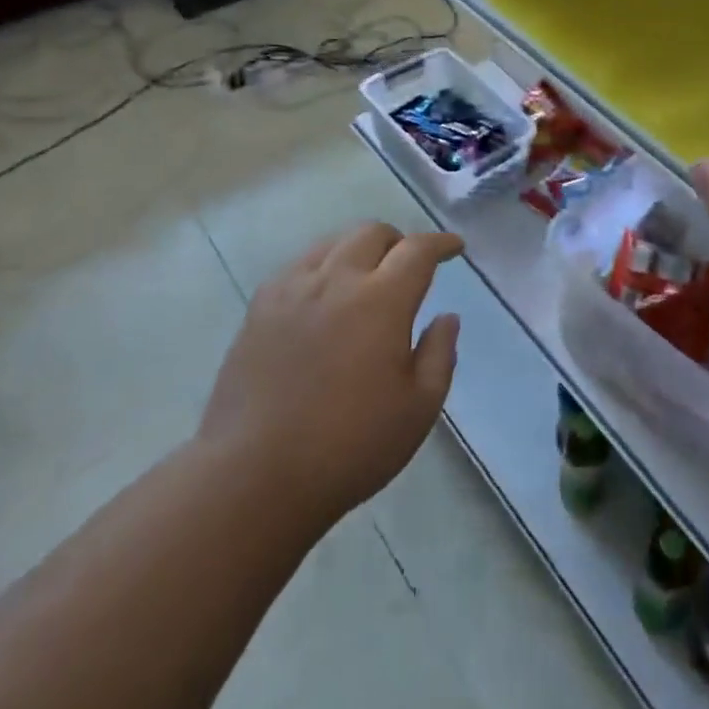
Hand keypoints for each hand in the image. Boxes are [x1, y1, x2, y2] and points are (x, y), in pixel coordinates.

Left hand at [199, 223, 463, 524]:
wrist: (254, 476)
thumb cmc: (349, 447)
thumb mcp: (418, 410)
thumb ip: (439, 355)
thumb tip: (446, 317)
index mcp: (381, 301)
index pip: (417, 250)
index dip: (441, 243)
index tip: (454, 249)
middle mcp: (336, 280)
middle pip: (372, 233)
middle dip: (399, 242)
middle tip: (409, 268)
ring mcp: (292, 290)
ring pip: (333, 242)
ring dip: (360, 249)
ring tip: (367, 278)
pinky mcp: (260, 307)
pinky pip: (299, 265)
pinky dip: (323, 266)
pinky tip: (324, 297)